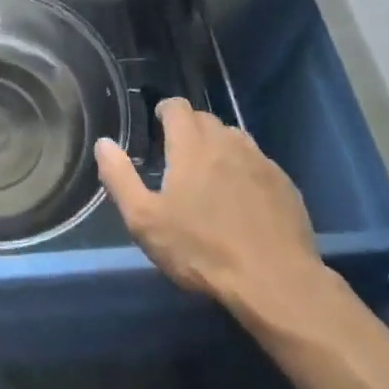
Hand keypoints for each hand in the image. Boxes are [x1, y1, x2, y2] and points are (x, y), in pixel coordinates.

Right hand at [96, 97, 326, 324]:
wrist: (275, 282)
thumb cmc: (202, 250)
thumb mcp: (145, 220)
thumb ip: (120, 178)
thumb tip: (104, 143)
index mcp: (192, 144)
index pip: (177, 106)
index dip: (165, 112)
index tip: (157, 127)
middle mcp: (227, 142)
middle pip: (205, 119)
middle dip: (190, 130)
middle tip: (178, 157)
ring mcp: (260, 161)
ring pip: (234, 139)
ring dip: (219, 147)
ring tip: (210, 176)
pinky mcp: (285, 184)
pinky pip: (258, 164)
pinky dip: (245, 171)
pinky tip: (243, 200)